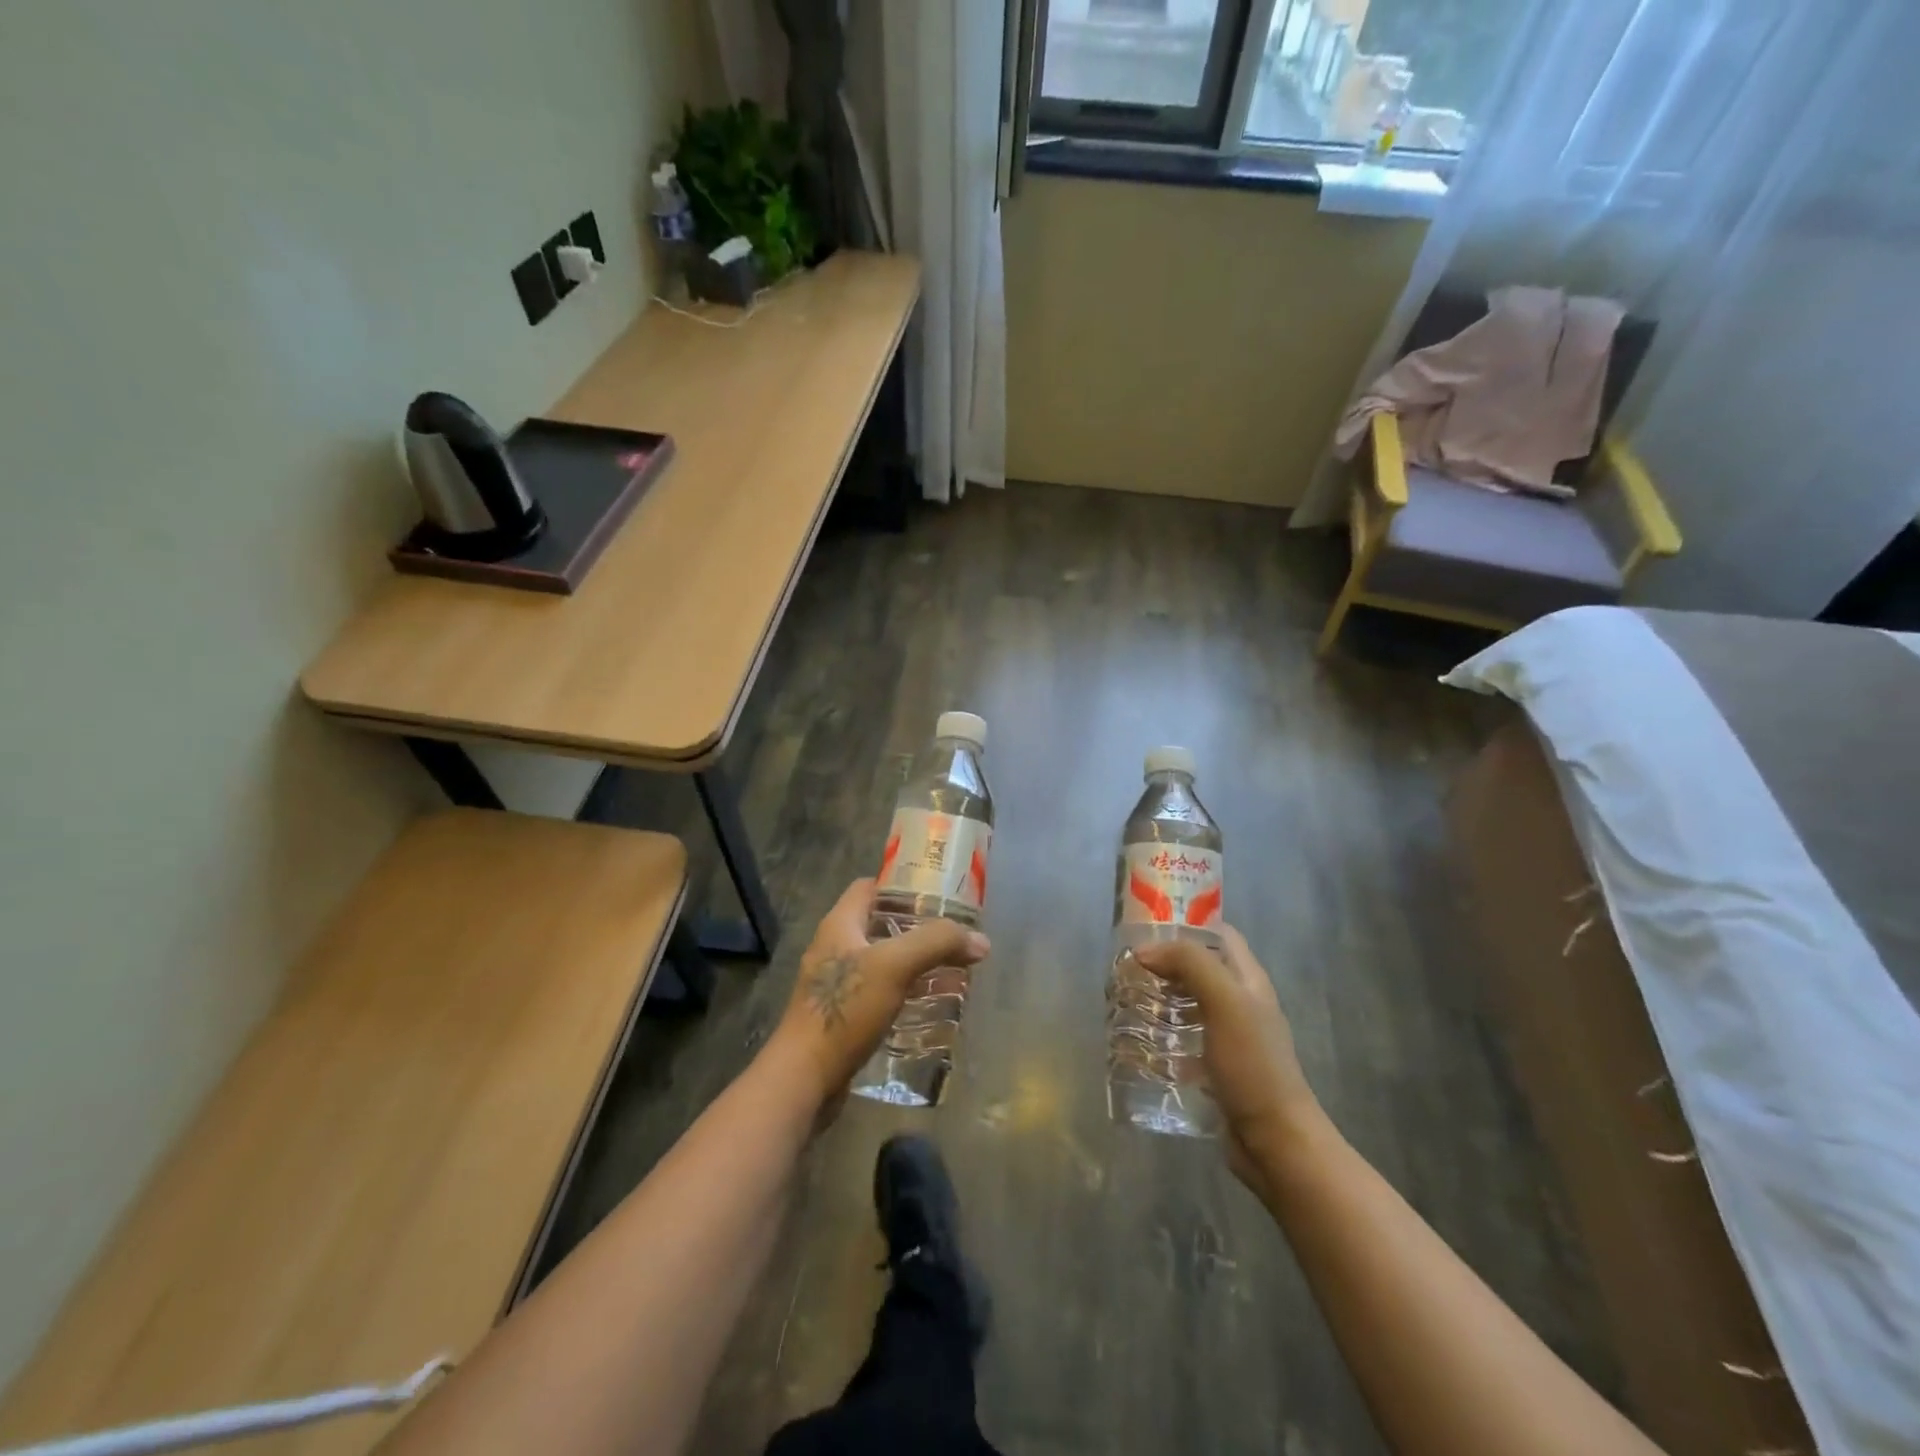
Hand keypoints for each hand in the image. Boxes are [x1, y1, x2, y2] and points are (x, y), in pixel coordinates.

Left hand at [770, 879, 990, 1109]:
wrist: (804, 1078)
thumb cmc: (845, 1010)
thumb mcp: (894, 966)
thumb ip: (936, 944)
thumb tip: (980, 940)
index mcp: (839, 925)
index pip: (870, 887)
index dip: (902, 885)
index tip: (938, 893)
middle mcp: (834, 948)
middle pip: (880, 925)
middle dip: (917, 928)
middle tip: (953, 936)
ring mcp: (835, 984)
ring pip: (882, 962)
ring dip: (914, 964)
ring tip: (951, 970)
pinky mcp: (842, 1016)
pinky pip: (879, 994)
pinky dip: (904, 993)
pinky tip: (929, 1007)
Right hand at [1134, 927, 1323, 1193]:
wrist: (1275, 1141)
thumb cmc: (1253, 1065)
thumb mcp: (1225, 1002)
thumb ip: (1191, 964)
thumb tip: (1146, 952)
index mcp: (1248, 980)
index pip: (1218, 934)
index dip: (1186, 923)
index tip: (1146, 927)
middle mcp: (1240, 1002)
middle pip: (1199, 967)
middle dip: (1164, 962)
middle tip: (1126, 967)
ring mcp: (1229, 1037)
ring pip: (1188, 1002)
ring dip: (1159, 997)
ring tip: (1124, 999)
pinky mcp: (1215, 1067)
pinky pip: (1183, 1038)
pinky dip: (1161, 1033)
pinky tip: (1138, 1040)